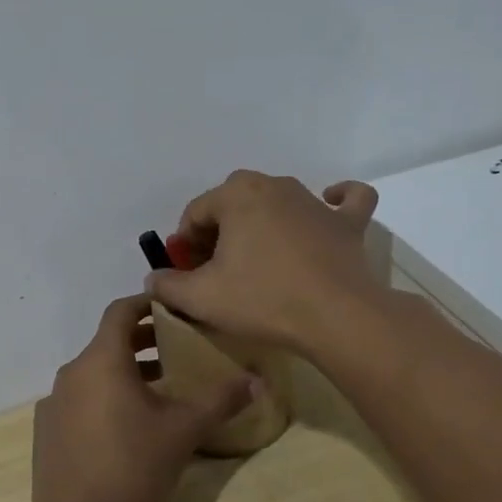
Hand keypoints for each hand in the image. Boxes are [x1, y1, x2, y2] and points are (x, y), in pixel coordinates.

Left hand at [29, 295, 253, 501]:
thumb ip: (220, 401)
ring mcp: (54, 401)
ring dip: (125, 372)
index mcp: (101, 359)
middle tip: (176, 349)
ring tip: (159, 391)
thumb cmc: (132, 466)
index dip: (146, 303)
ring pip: (94, 372)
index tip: (171, 307)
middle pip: (108, 342)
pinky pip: (80, 399)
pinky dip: (103, 398)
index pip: (121, 311)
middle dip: (142, 342)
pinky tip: (125, 427)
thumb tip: (257, 381)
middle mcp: (72, 371)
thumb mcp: (184, 431)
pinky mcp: (46, 429)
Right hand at [146, 171, 381, 352]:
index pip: (196, 213)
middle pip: (233, 202)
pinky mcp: (347, 222)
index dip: (185, 245)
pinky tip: (328, 206)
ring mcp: (314, 201)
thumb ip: (167, 285)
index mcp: (236, 194)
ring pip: (279, 200)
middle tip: (217, 269)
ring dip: (262, 222)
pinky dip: (336, 200)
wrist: (335, 316)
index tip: (187, 274)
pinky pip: (345, 200)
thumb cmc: (262, 299)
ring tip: (258, 259)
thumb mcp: (201, 298)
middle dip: (220, 230)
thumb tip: (154, 279)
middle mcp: (274, 185)